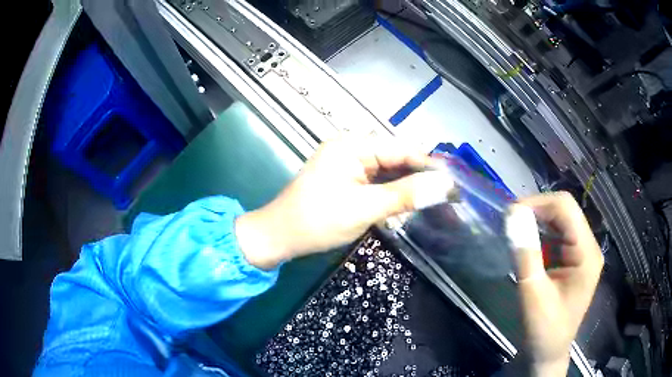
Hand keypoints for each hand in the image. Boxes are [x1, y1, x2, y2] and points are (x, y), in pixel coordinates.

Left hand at [235, 137, 453, 269]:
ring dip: (407, 191)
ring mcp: (349, 164)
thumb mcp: (364, 208)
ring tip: (431, 208)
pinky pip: (377, 183)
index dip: (430, 165)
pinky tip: (403, 211)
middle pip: (397, 160)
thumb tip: (445, 186)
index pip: (402, 149)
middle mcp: (352, 148)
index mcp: (353, 145)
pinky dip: (391, 197)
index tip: (455, 182)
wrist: (280, 237)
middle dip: (420, 181)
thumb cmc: (317, 221)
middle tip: (447, 199)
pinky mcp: (347, 179)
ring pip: (389, 173)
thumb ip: (405, 195)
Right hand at [506, 192, 603, 375]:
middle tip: (508, 221)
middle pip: (564, 211)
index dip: (538, 203)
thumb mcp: (533, 294)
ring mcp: (581, 253)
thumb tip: (512, 214)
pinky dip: (539, 235)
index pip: (566, 208)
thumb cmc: (544, 330)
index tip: (509, 213)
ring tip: (514, 231)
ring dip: (536, 222)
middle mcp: (588, 246)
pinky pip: (556, 237)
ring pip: (560, 221)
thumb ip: (526, 254)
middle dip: (536, 211)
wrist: (547, 354)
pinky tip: (526, 245)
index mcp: (587, 253)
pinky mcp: (572, 261)